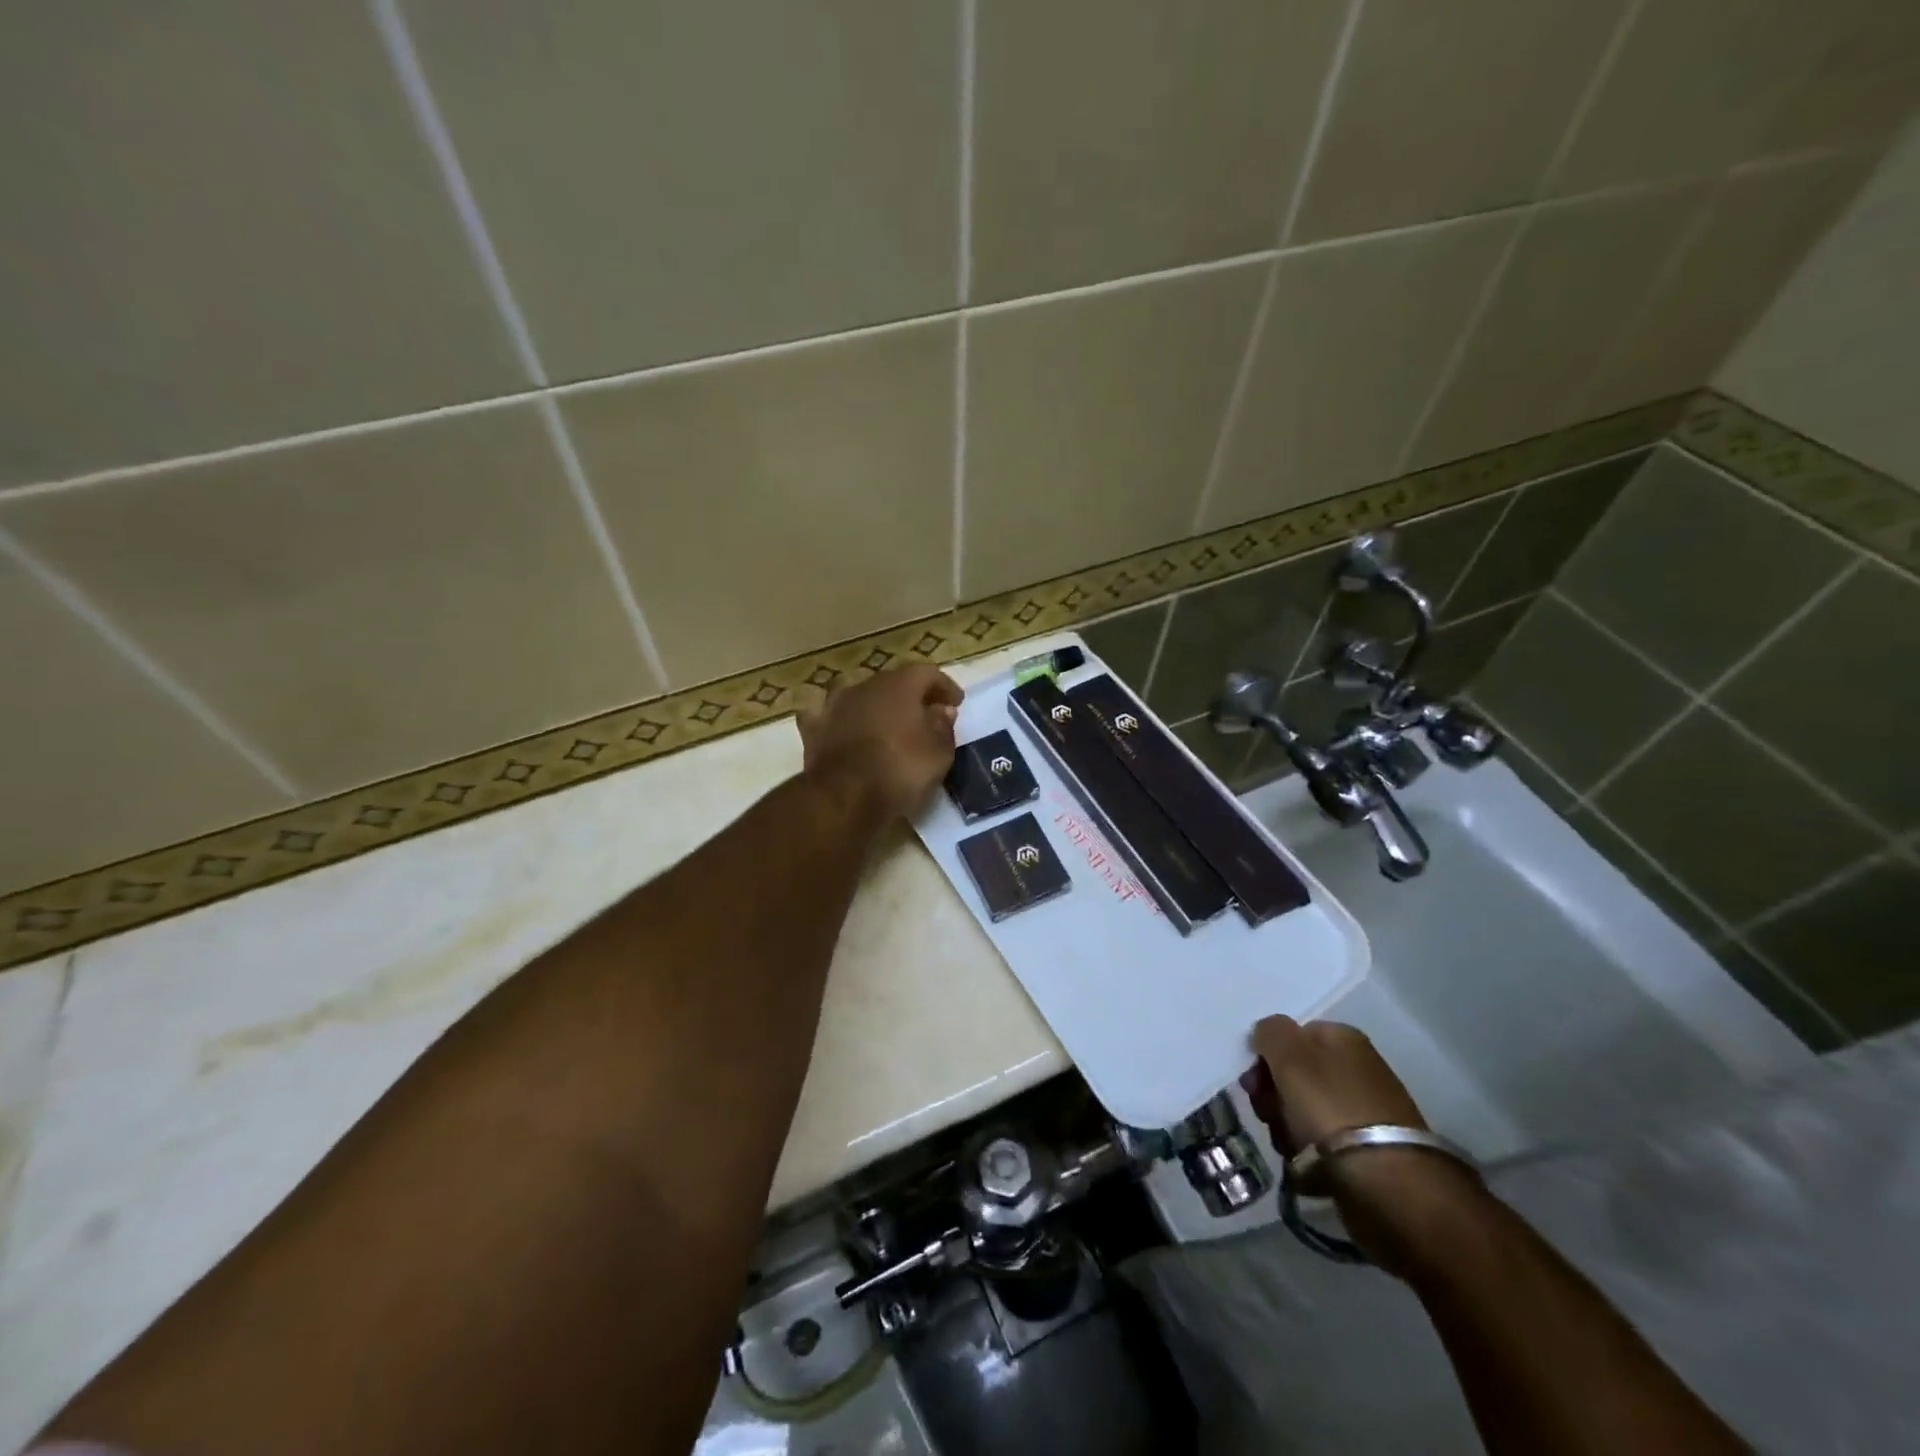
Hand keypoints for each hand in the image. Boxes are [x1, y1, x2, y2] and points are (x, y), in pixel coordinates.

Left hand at [797, 664, 963, 827]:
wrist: (844, 796)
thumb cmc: (900, 769)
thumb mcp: (939, 753)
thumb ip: (943, 727)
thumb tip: (942, 710)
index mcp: (900, 685)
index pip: (927, 673)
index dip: (944, 686)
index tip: (956, 702)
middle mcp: (865, 686)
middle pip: (892, 682)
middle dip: (910, 695)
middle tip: (925, 713)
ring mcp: (835, 705)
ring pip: (859, 695)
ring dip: (874, 705)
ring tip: (885, 723)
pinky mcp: (814, 729)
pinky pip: (828, 717)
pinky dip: (839, 721)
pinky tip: (842, 730)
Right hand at [1244, 1015, 1487, 1274]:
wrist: (1388, 1185)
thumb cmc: (1331, 1108)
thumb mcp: (1290, 1055)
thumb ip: (1270, 1032)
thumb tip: (1267, 1034)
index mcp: (1343, 1039)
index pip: (1292, 1035)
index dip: (1267, 1056)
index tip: (1254, 1083)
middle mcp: (1358, 1069)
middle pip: (1295, 1074)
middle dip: (1273, 1095)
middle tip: (1268, 1115)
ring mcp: (1366, 1112)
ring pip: (1304, 1111)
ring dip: (1286, 1127)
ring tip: (1288, 1147)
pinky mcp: (1369, 1153)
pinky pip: (1323, 1145)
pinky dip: (1308, 1156)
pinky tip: (1305, 1168)